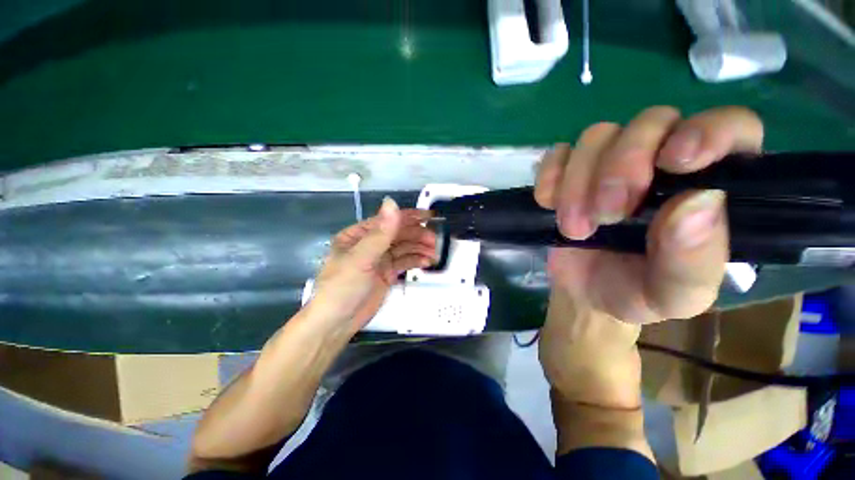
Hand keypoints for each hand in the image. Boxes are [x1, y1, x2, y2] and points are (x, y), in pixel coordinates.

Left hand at [310, 198, 436, 336]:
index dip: (409, 217)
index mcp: (359, 235)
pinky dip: (416, 261)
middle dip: (417, 236)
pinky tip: (427, 262)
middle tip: (434, 241)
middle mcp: (370, 244)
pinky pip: (404, 262)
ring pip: (404, 248)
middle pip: (398, 234)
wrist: (337, 323)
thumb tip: (392, 202)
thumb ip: (380, 233)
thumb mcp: (361, 258)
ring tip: (435, 253)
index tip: (429, 217)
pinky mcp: (387, 273)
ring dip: (419, 248)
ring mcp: (379, 259)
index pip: (387, 221)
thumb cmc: (342, 287)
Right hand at [536, 106, 762, 406]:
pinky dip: (549, 174)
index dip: (708, 132)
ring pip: (593, 136)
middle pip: (645, 125)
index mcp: (702, 185)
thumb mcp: (672, 293)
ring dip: (578, 177)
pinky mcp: (565, 178)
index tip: (680, 163)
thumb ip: (697, 259)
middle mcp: (656, 163)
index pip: (726, 129)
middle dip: (620, 165)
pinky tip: (547, 200)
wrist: (583, 299)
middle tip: (602, 214)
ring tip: (571, 221)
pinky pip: (554, 155)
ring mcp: (605, 167)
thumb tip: (698, 204)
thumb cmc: (631, 298)